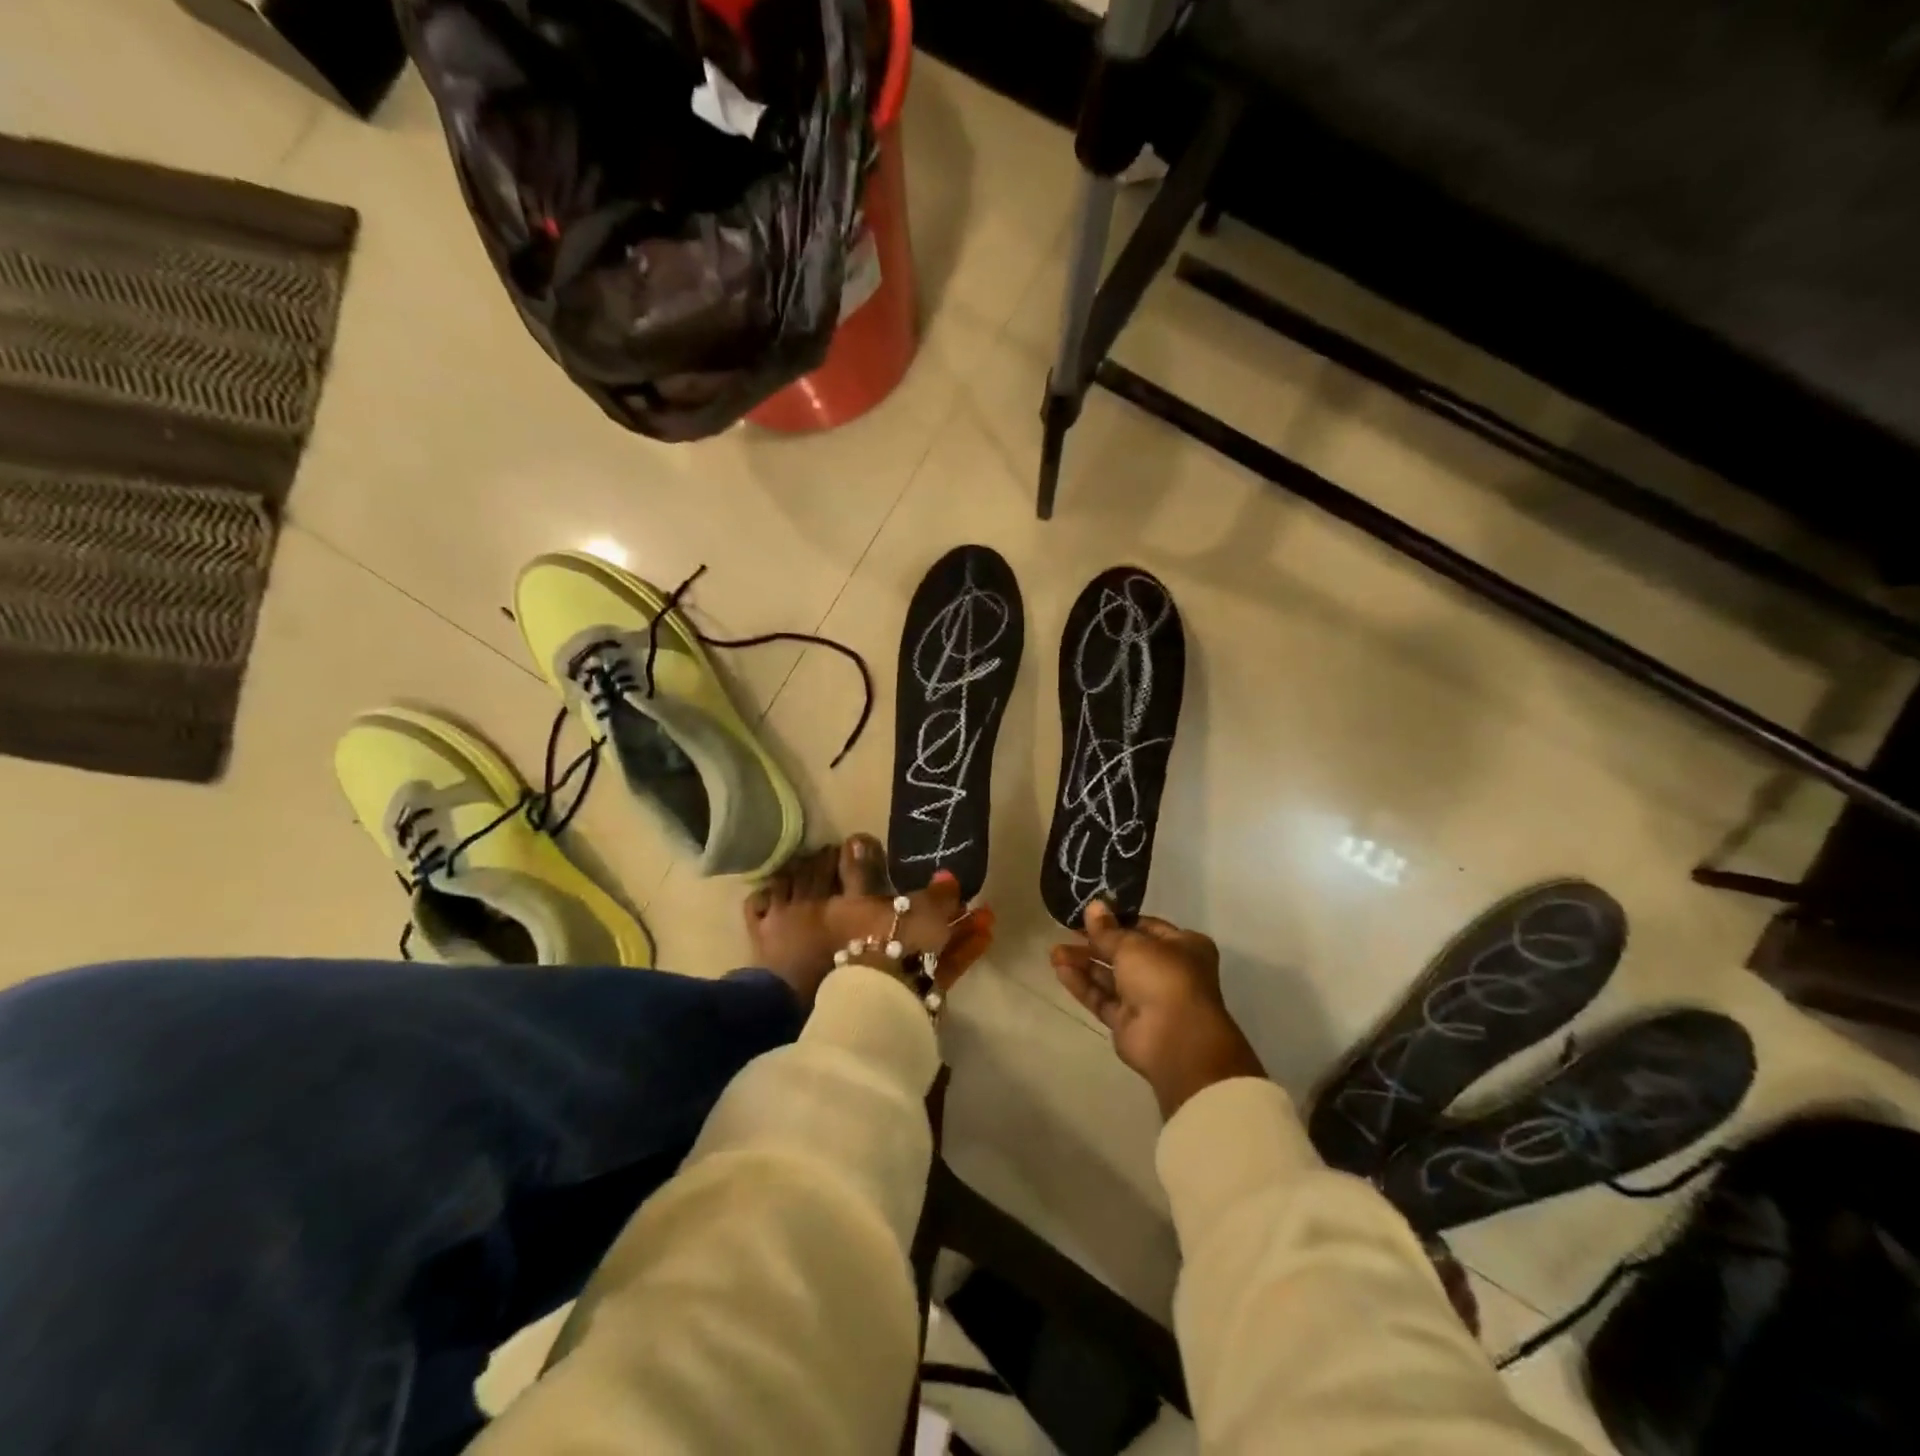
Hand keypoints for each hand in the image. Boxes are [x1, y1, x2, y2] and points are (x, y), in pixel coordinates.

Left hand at [824, 837, 974, 995]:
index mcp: (848, 913)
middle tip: (967, 899)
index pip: (873, 892)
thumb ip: (938, 894)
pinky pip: (936, 967)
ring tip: (987, 916)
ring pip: (925, 947)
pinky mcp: (910, 993)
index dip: (905, 886)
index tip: (933, 881)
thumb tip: (947, 877)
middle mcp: (860, 941)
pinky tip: (986, 937)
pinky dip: (960, 953)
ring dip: (957, 932)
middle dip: (940, 913)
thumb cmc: (893, 935)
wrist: (888, 997)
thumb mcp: (922, 906)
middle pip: (905, 923)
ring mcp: (884, 969)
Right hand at [1052, 901, 1265, 1119]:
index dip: (1116, 920)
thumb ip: (1107, 929)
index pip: (1144, 926)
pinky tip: (1061, 971)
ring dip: (1083, 963)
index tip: (1088, 914)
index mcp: (1182, 946)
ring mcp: (1147, 999)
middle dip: (1093, 943)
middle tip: (1066, 931)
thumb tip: (1093, 906)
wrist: (1175, 1041)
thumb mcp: (1132, 945)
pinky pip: (1103, 999)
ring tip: (1054, 953)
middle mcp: (1167, 971)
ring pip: (1110, 976)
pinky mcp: (1128, 1022)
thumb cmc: (1163, 977)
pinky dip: (1084, 985)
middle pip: (1124, 952)